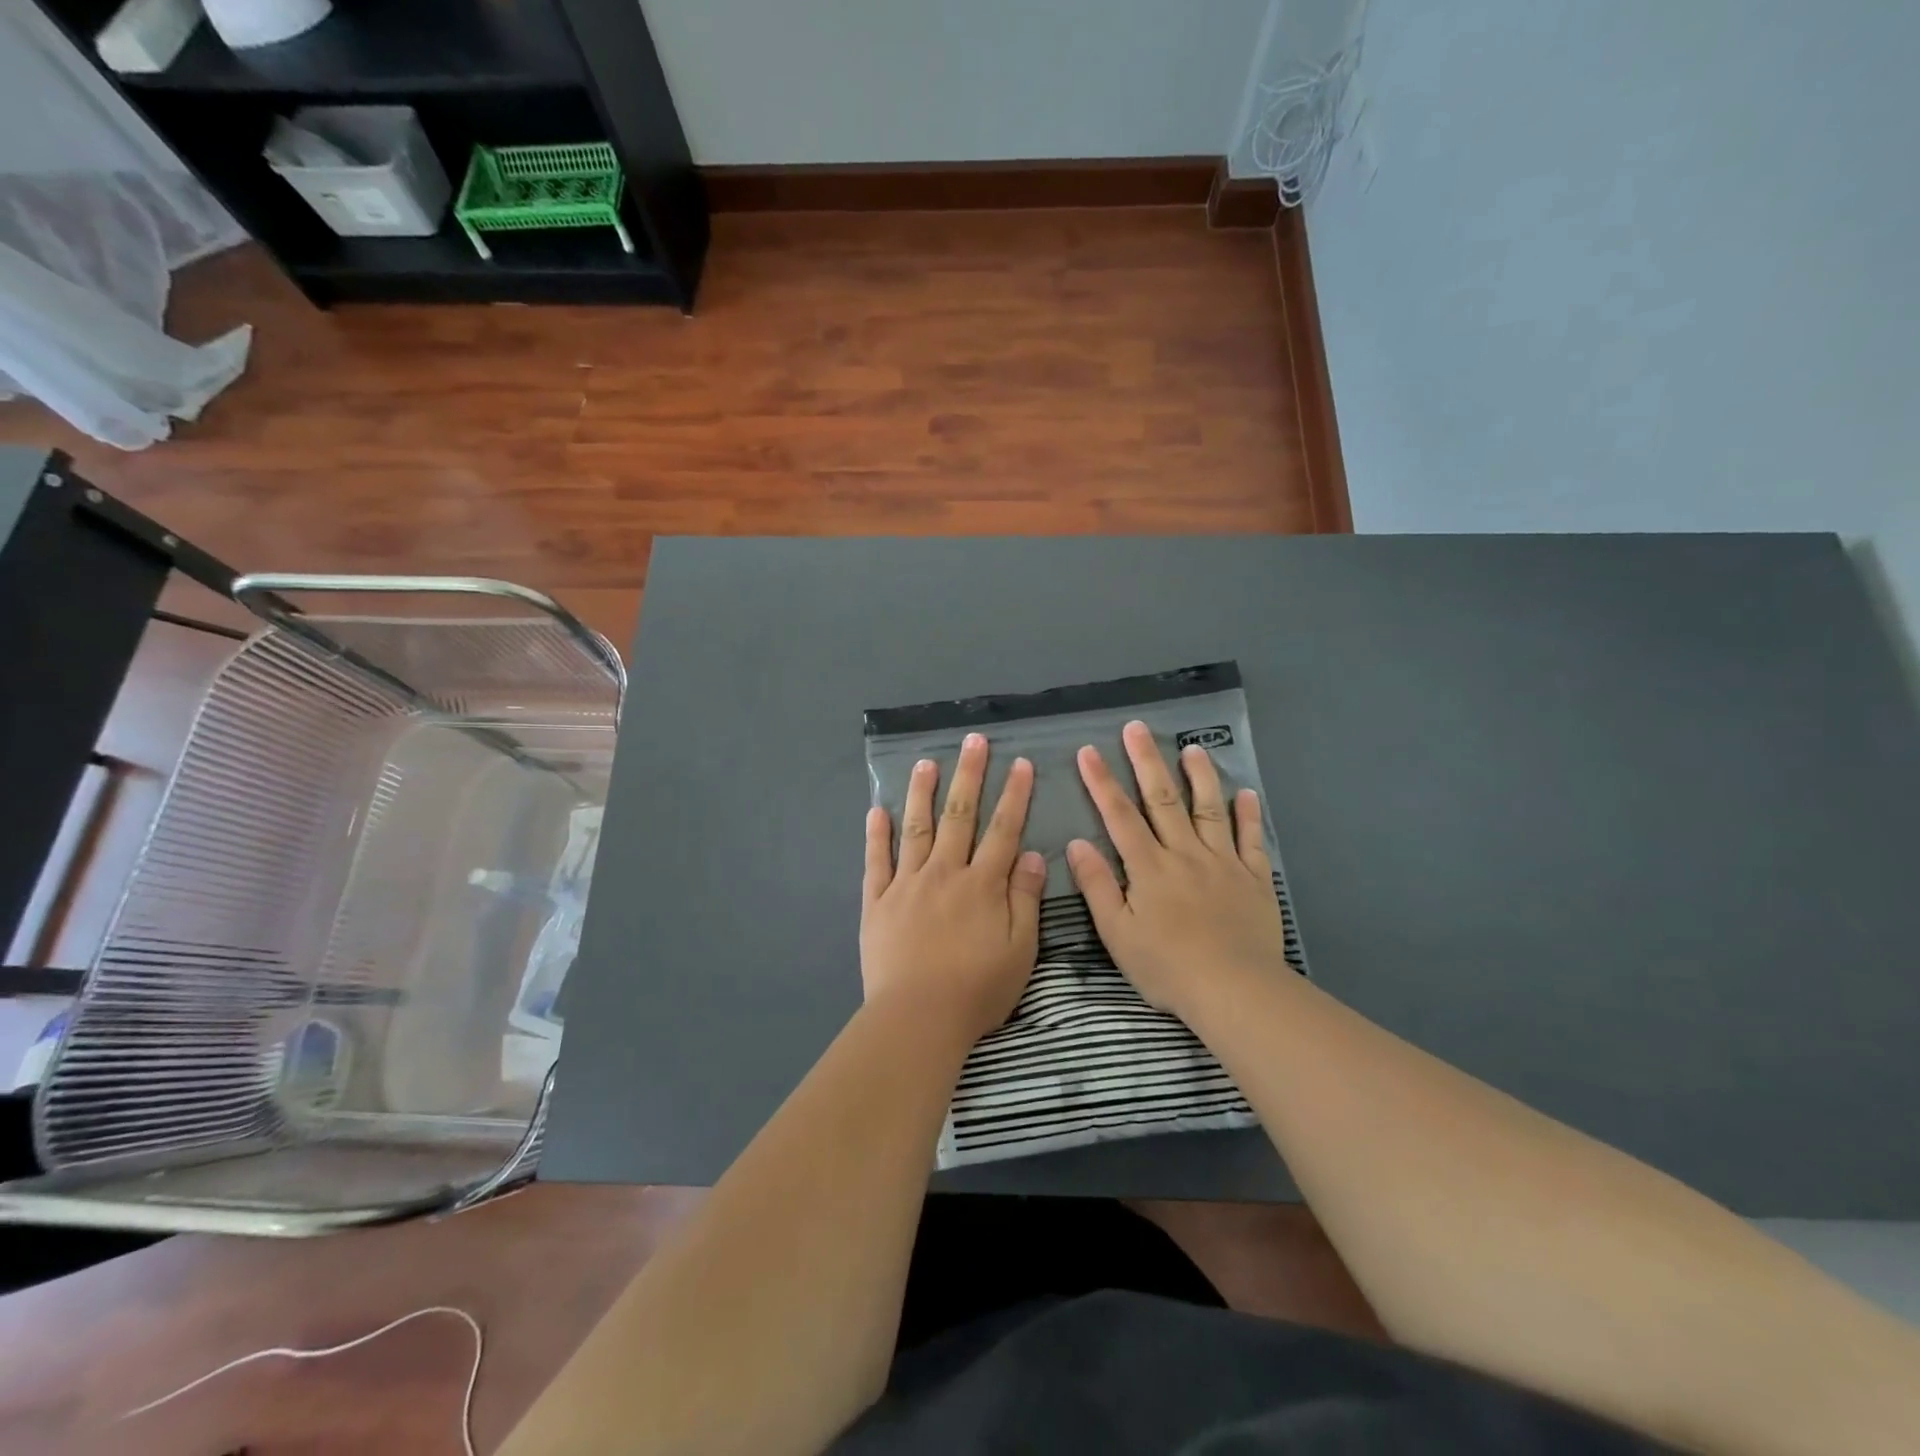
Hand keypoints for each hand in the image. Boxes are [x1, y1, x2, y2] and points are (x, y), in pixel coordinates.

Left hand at [862, 732, 1047, 1041]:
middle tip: (973, 741)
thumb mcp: (1020, 950)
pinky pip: (877, 861)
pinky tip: (877, 810)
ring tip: (925, 762)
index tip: (1020, 764)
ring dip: (922, 792)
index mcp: (982, 884)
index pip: (1003, 830)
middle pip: (959, 816)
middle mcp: (945, 873)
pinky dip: (877, 834)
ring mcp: (907, 884)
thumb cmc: (977, 990)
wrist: (918, 1017)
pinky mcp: (878, 901)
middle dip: (969, 776)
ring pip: (917, 828)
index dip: (1014, 796)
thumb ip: (1025, 899)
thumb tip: (1033, 854)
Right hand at [1066, 720, 1290, 1018]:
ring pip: (1209, 810)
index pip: (1119, 816)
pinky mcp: (1254, 878)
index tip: (1089, 751)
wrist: (1234, 990)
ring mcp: (1223, 863)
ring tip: (1192, 747)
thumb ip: (1098, 886)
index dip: (1102, 782)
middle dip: (1146, 761)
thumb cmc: (1167, 966)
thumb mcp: (1117, 933)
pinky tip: (1246, 793)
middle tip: (1137, 727)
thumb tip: (1077, 843)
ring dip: (1200, 776)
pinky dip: (1248, 815)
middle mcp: (1185, 854)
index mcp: (1148, 867)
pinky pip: (1251, 840)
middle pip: (1164, 799)